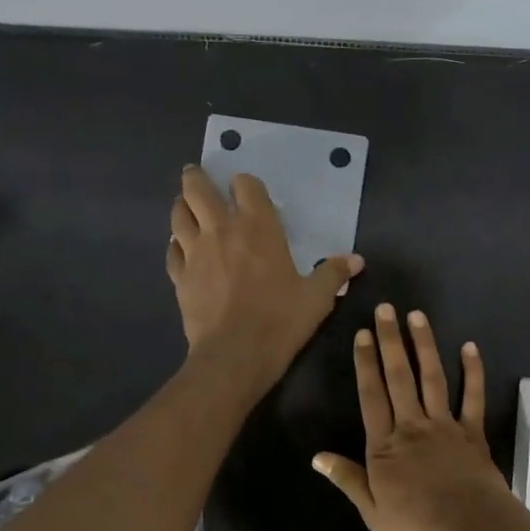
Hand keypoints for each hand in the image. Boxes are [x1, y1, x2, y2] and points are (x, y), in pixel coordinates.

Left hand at [167, 165, 362, 393]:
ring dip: (182, 207)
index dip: (245, 184)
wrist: (235, 355)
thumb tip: (357, 260)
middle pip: (197, 189)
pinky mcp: (179, 277)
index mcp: (258, 227)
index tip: (247, 190)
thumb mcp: (317, 298)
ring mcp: (195, 252)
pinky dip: (176, 245)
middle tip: (197, 175)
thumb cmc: (280, 320)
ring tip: (186, 207)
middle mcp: (221, 230)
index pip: (245, 185)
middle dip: (196, 179)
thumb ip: (334, 273)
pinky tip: (181, 249)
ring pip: (178, 215)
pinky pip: (172, 251)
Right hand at [312, 304, 515, 530]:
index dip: (365, 363)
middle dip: (390, 341)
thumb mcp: (372, 511)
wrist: (470, 528)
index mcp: (385, 445)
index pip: (371, 395)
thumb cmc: (418, 524)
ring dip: (424, 345)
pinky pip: (473, 397)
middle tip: (385, 309)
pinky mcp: (472, 431)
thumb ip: (347, 479)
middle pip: (398, 377)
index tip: (363, 334)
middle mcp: (412, 425)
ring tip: (417, 316)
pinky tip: (469, 347)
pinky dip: (473, 372)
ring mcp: (444, 425)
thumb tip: (317, 457)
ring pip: (432, 378)